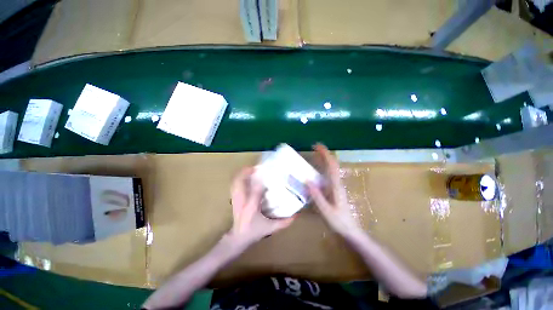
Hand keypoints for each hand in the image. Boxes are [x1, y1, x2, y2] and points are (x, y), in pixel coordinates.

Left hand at [227, 167, 294, 246]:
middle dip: (246, 172)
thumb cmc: (254, 232)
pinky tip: (244, 176)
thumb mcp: (271, 228)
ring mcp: (235, 199)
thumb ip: (284, 222)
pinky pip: (233, 186)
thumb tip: (297, 214)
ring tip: (250, 169)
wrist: (237, 238)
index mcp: (251, 207)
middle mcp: (242, 201)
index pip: (256, 189)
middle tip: (255, 166)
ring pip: (235, 182)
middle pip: (240, 182)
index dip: (260, 179)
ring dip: (241, 173)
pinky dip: (238, 179)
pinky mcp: (233, 199)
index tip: (266, 171)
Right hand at [307, 144, 362, 237]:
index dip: (325, 154)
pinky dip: (323, 168)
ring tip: (315, 154)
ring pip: (331, 169)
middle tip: (314, 147)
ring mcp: (337, 186)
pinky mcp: (335, 190)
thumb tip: (307, 180)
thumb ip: (317, 196)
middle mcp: (337, 183)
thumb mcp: (326, 211)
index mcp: (336, 186)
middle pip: (332, 164)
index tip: (317, 146)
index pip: (331, 166)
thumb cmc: (339, 222)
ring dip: (324, 159)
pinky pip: (329, 175)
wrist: (351, 231)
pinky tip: (316, 170)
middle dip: (325, 154)